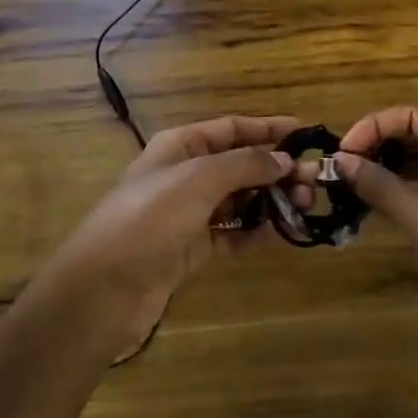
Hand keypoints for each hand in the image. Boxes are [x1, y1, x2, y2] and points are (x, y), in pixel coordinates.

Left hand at [36, 115, 301, 349]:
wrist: (104, 288)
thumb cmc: (150, 218)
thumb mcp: (198, 179)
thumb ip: (244, 165)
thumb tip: (284, 159)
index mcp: (180, 145)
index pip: (231, 128)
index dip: (268, 128)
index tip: (306, 133)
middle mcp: (185, 173)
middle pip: (239, 164)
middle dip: (276, 169)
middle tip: (313, 183)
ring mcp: (188, 213)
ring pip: (238, 199)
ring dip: (270, 200)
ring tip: (304, 207)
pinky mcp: (191, 249)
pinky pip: (232, 232)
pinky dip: (256, 231)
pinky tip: (283, 234)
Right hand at [337, 106, 417, 397]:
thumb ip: (384, 188)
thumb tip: (340, 159)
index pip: (416, 118)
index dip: (375, 127)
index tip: (342, 153)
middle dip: (382, 147)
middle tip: (344, 170)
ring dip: (395, 172)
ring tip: (357, 188)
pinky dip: (414, 197)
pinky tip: (389, 212)